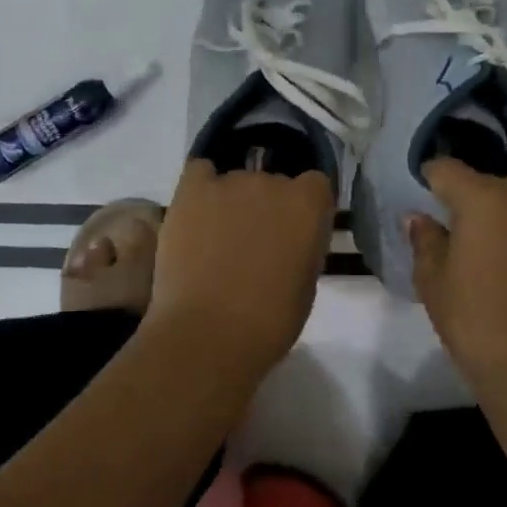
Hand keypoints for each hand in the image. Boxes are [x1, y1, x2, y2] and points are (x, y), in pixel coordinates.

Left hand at [146, 159, 335, 368]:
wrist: (209, 334)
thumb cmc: (269, 322)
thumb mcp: (306, 285)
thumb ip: (302, 248)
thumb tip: (289, 241)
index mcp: (308, 205)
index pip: (315, 185)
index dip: (304, 208)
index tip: (294, 233)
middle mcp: (272, 182)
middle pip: (274, 183)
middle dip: (267, 208)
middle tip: (253, 245)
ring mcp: (230, 183)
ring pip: (236, 182)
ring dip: (232, 204)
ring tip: (216, 241)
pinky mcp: (192, 191)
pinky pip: (200, 172)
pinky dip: (201, 187)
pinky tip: (197, 214)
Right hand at [408, 159, 506, 387]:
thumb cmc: (475, 322)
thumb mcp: (433, 281)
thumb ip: (425, 240)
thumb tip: (419, 218)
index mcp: (484, 200)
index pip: (448, 169)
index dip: (430, 177)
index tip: (421, 192)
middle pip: (491, 182)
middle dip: (471, 195)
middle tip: (455, 228)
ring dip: (503, 214)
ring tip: (488, 250)